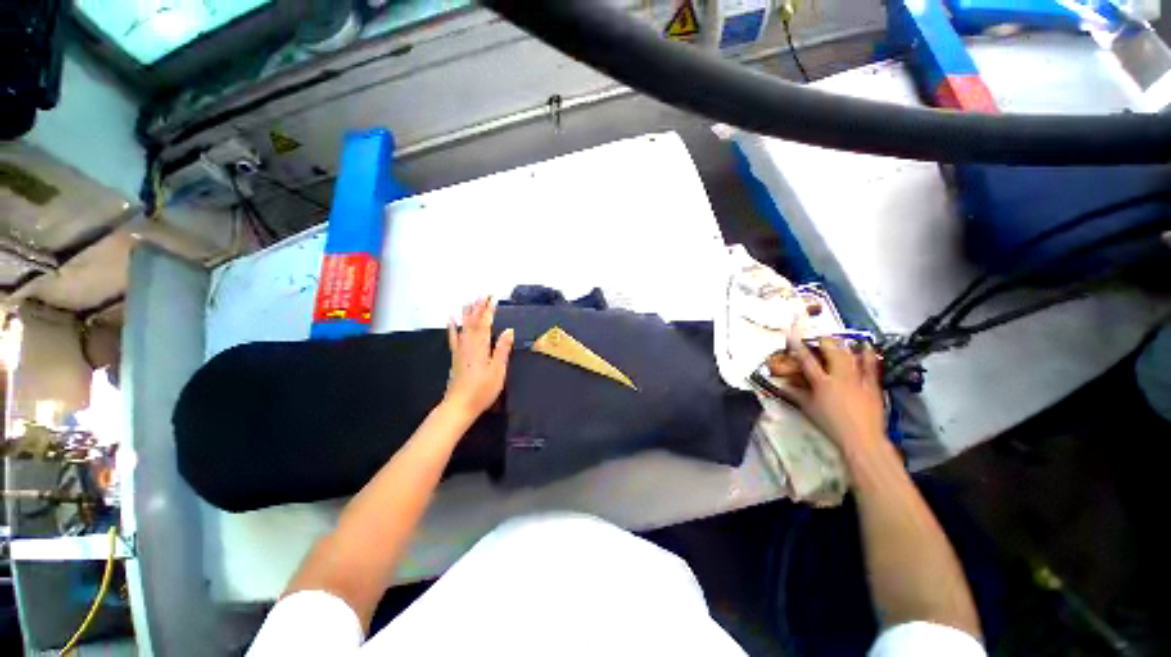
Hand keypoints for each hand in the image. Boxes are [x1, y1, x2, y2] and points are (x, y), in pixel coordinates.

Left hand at [443, 297, 513, 419]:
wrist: (459, 406)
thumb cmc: (482, 390)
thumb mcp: (498, 371)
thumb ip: (502, 350)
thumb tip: (508, 330)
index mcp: (481, 347)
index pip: (485, 324)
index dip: (489, 311)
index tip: (492, 298)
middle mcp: (469, 345)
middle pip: (473, 322)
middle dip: (478, 308)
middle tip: (482, 295)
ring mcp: (460, 351)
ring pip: (464, 327)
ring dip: (468, 314)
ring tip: (469, 301)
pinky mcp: (456, 357)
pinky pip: (454, 338)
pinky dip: (452, 328)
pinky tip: (451, 320)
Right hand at [785, 335, 886, 456]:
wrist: (862, 438)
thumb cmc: (831, 425)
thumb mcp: (808, 409)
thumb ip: (795, 395)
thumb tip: (783, 385)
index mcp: (821, 383)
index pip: (807, 360)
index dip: (798, 346)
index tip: (792, 335)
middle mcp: (840, 376)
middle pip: (832, 352)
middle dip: (824, 341)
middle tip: (819, 336)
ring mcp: (858, 379)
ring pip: (850, 356)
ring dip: (843, 345)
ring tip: (837, 338)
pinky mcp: (872, 385)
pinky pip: (871, 366)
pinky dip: (867, 355)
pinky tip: (865, 346)